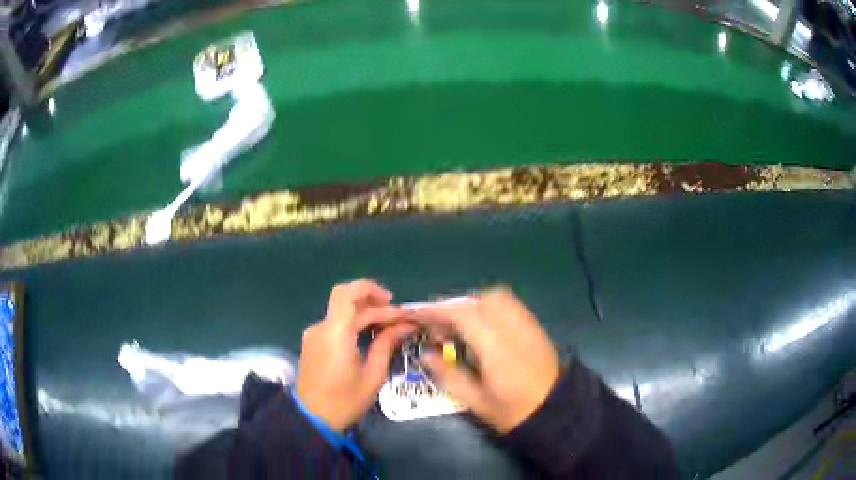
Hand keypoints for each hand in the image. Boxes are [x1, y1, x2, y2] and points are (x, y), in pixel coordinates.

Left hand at [295, 279, 415, 430]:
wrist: (312, 418)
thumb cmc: (345, 401)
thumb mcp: (372, 375)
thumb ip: (386, 344)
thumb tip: (404, 326)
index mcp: (335, 333)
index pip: (347, 293)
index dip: (370, 289)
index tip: (393, 302)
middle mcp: (321, 327)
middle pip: (348, 303)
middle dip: (376, 307)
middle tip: (400, 320)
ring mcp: (314, 335)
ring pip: (342, 313)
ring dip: (365, 315)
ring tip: (390, 327)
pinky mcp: (313, 343)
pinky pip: (335, 325)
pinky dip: (353, 324)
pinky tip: (370, 335)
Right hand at [412, 287, 559, 432]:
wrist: (556, 410)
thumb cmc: (513, 410)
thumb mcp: (475, 400)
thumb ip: (449, 374)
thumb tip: (425, 353)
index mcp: (496, 346)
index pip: (462, 315)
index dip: (435, 311)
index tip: (415, 314)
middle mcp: (512, 327)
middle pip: (478, 300)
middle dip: (453, 307)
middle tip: (439, 328)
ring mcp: (526, 323)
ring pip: (495, 297)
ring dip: (471, 305)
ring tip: (458, 328)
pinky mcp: (534, 326)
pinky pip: (508, 304)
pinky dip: (488, 307)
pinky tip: (482, 328)